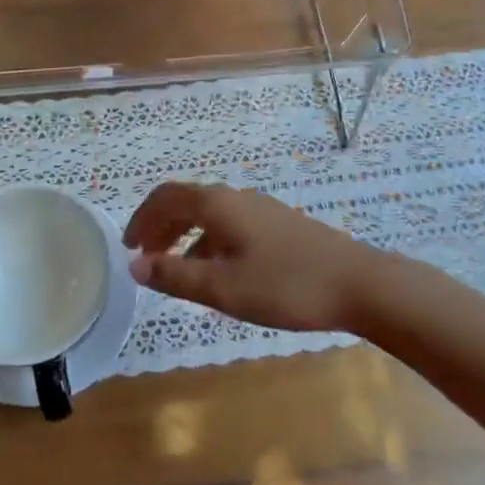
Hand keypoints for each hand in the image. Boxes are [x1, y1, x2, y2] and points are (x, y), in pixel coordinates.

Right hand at [123, 182, 384, 332]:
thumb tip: (134, 264)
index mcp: (217, 205)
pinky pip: (229, 226)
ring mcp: (260, 210)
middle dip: (160, 226)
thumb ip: (175, 276)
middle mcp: (236, 198)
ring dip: (184, 237)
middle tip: (144, 257)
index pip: (166, 197)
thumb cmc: (285, 285)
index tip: (127, 246)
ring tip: (174, 271)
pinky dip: (209, 243)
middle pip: (187, 202)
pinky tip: (217, 275)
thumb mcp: (223, 288)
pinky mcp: (278, 226)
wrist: (356, 283)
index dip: (142, 218)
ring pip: (209, 215)